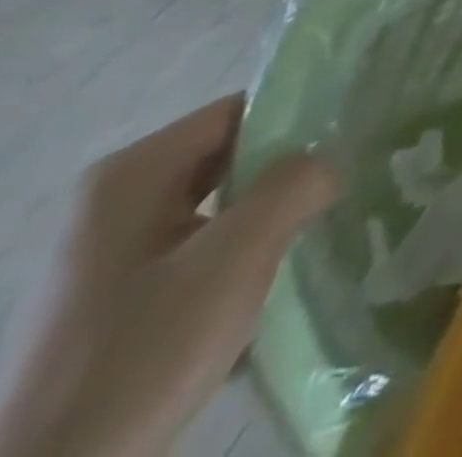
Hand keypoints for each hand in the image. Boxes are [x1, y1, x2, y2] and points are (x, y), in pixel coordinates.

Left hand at [0, 96, 338, 456]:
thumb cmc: (142, 351)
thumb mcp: (237, 256)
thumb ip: (297, 184)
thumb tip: (330, 161)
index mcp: (131, 173)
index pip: (241, 110)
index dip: (301, 119)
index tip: (353, 141)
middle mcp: (112, 201)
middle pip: (231, 158)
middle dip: (288, 174)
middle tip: (345, 187)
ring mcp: (107, 255)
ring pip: (219, 208)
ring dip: (267, 221)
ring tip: (318, 235)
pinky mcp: (113, 302)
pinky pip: (197, 252)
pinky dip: (237, 261)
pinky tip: (268, 289)